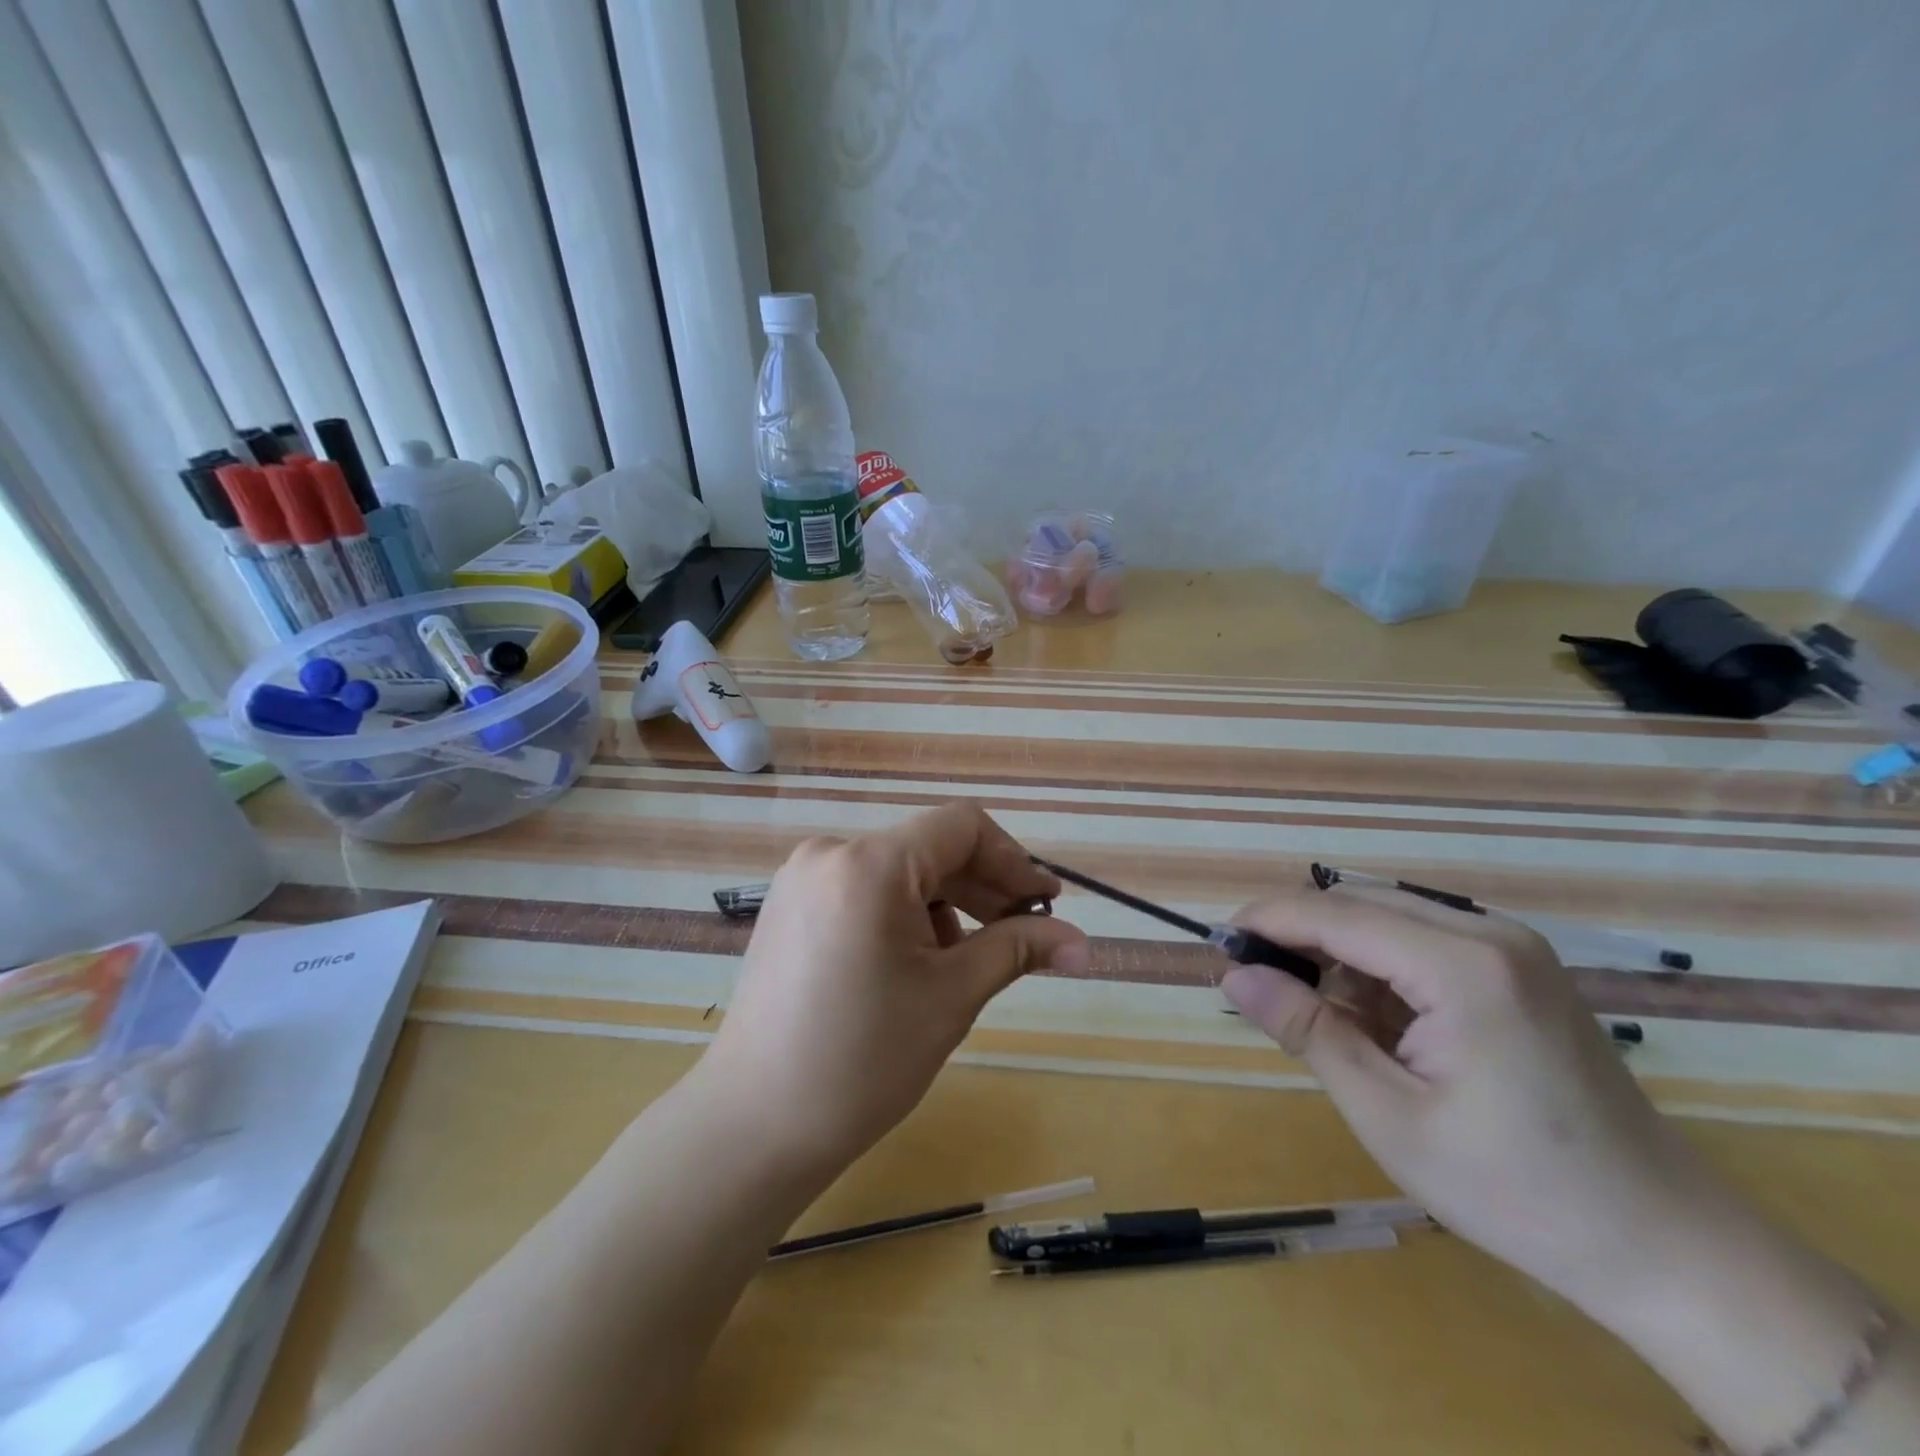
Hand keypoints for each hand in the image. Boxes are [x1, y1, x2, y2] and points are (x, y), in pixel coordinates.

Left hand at [699, 803, 1089, 1176]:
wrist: (754, 1125)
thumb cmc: (863, 1060)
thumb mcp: (952, 997)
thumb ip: (1017, 949)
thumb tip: (1082, 941)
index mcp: (869, 864)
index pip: (962, 827)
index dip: (1013, 860)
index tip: (1045, 905)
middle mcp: (830, 853)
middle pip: (928, 848)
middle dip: (983, 888)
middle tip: (1025, 936)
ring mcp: (802, 879)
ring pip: (898, 872)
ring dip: (945, 906)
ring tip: (964, 964)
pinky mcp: (789, 907)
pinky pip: (864, 890)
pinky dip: (902, 915)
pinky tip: (914, 965)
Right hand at [1220, 886, 1724, 1315]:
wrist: (1667, 1246)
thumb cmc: (1518, 1191)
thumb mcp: (1390, 1114)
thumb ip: (1306, 1030)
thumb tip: (1233, 974)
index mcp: (1463, 966)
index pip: (1336, 915)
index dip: (1268, 921)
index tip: (1217, 945)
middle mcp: (1489, 934)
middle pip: (1360, 907)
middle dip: (1299, 939)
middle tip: (1255, 987)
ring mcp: (1510, 948)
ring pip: (1387, 921)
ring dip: (1338, 958)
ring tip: (1315, 1020)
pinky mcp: (1518, 969)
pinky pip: (1421, 944)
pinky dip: (1378, 973)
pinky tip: (1371, 1025)